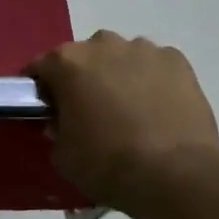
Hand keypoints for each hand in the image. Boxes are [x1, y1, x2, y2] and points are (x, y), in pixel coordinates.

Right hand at [26, 31, 218, 210]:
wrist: (174, 173)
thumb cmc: (106, 163)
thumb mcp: (62, 154)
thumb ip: (57, 129)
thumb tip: (63, 121)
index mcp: (67, 62)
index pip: (41, 66)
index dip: (41, 88)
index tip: (46, 108)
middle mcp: (103, 44)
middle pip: (84, 56)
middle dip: (82, 77)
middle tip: (89, 109)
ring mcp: (144, 49)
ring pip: (121, 56)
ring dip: (118, 75)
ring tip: (128, 109)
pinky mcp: (177, 61)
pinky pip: (154, 65)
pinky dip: (151, 80)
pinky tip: (157, 108)